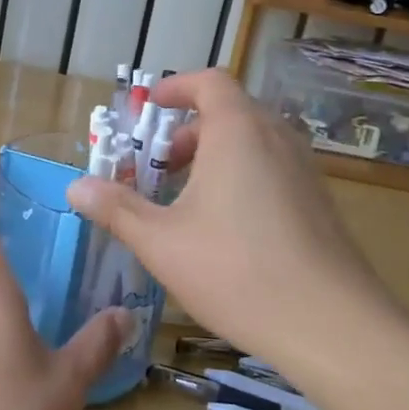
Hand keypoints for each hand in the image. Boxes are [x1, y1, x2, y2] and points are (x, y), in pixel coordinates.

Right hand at [67, 70, 389, 362]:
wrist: (333, 326)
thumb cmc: (236, 270)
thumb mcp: (160, 241)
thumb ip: (116, 209)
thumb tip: (75, 187)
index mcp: (238, 132)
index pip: (209, 82)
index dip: (176, 88)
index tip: (149, 108)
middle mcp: (276, 139)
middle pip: (229, 112)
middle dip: (187, 132)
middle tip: (159, 167)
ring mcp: (304, 171)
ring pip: (252, 143)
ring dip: (214, 157)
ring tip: (186, 200)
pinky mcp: (319, 204)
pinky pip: (272, 169)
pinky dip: (241, 177)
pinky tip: (225, 229)